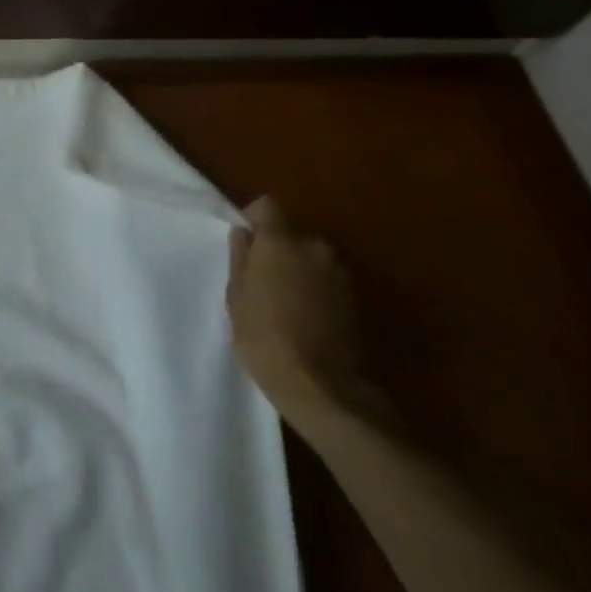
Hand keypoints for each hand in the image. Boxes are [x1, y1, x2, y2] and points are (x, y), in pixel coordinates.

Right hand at [227, 197, 366, 431]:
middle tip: (259, 279)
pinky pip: (324, 278)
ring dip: (296, 269)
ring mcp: (339, 271)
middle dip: (275, 249)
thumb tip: (243, 235)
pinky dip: (313, 287)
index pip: (267, 205)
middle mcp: (315, 247)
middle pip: (290, 233)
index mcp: (282, 242)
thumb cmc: (264, 338)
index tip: (243, 242)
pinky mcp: (353, 296)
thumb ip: (240, 259)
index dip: (253, 218)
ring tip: (282, 302)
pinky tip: (302, 316)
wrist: (320, 386)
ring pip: (309, 256)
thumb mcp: (237, 297)